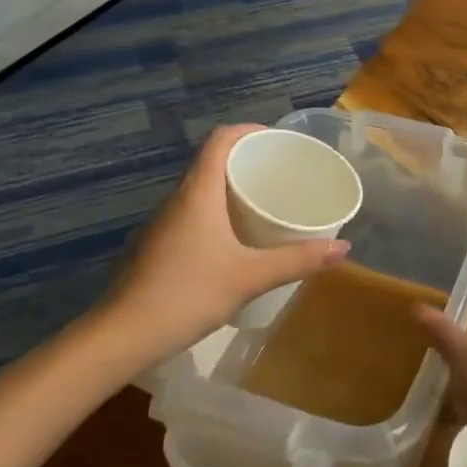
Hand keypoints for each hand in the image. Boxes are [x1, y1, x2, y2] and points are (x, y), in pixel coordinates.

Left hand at [104, 125, 349, 355]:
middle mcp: (179, 198)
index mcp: (198, 191)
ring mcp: (164, 222)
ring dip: (232, 186)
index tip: (278, 141)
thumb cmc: (187, 294)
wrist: (122, 336)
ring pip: (202, 189)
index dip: (249, 130)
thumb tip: (343, 249)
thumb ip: (297, 260)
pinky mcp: (158, 245)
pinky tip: (236, 239)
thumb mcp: (249, 277)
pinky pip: (193, 212)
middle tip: (281, 173)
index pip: (221, 139)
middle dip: (247, 160)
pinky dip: (218, 211)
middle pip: (213, 160)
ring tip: (265, 202)